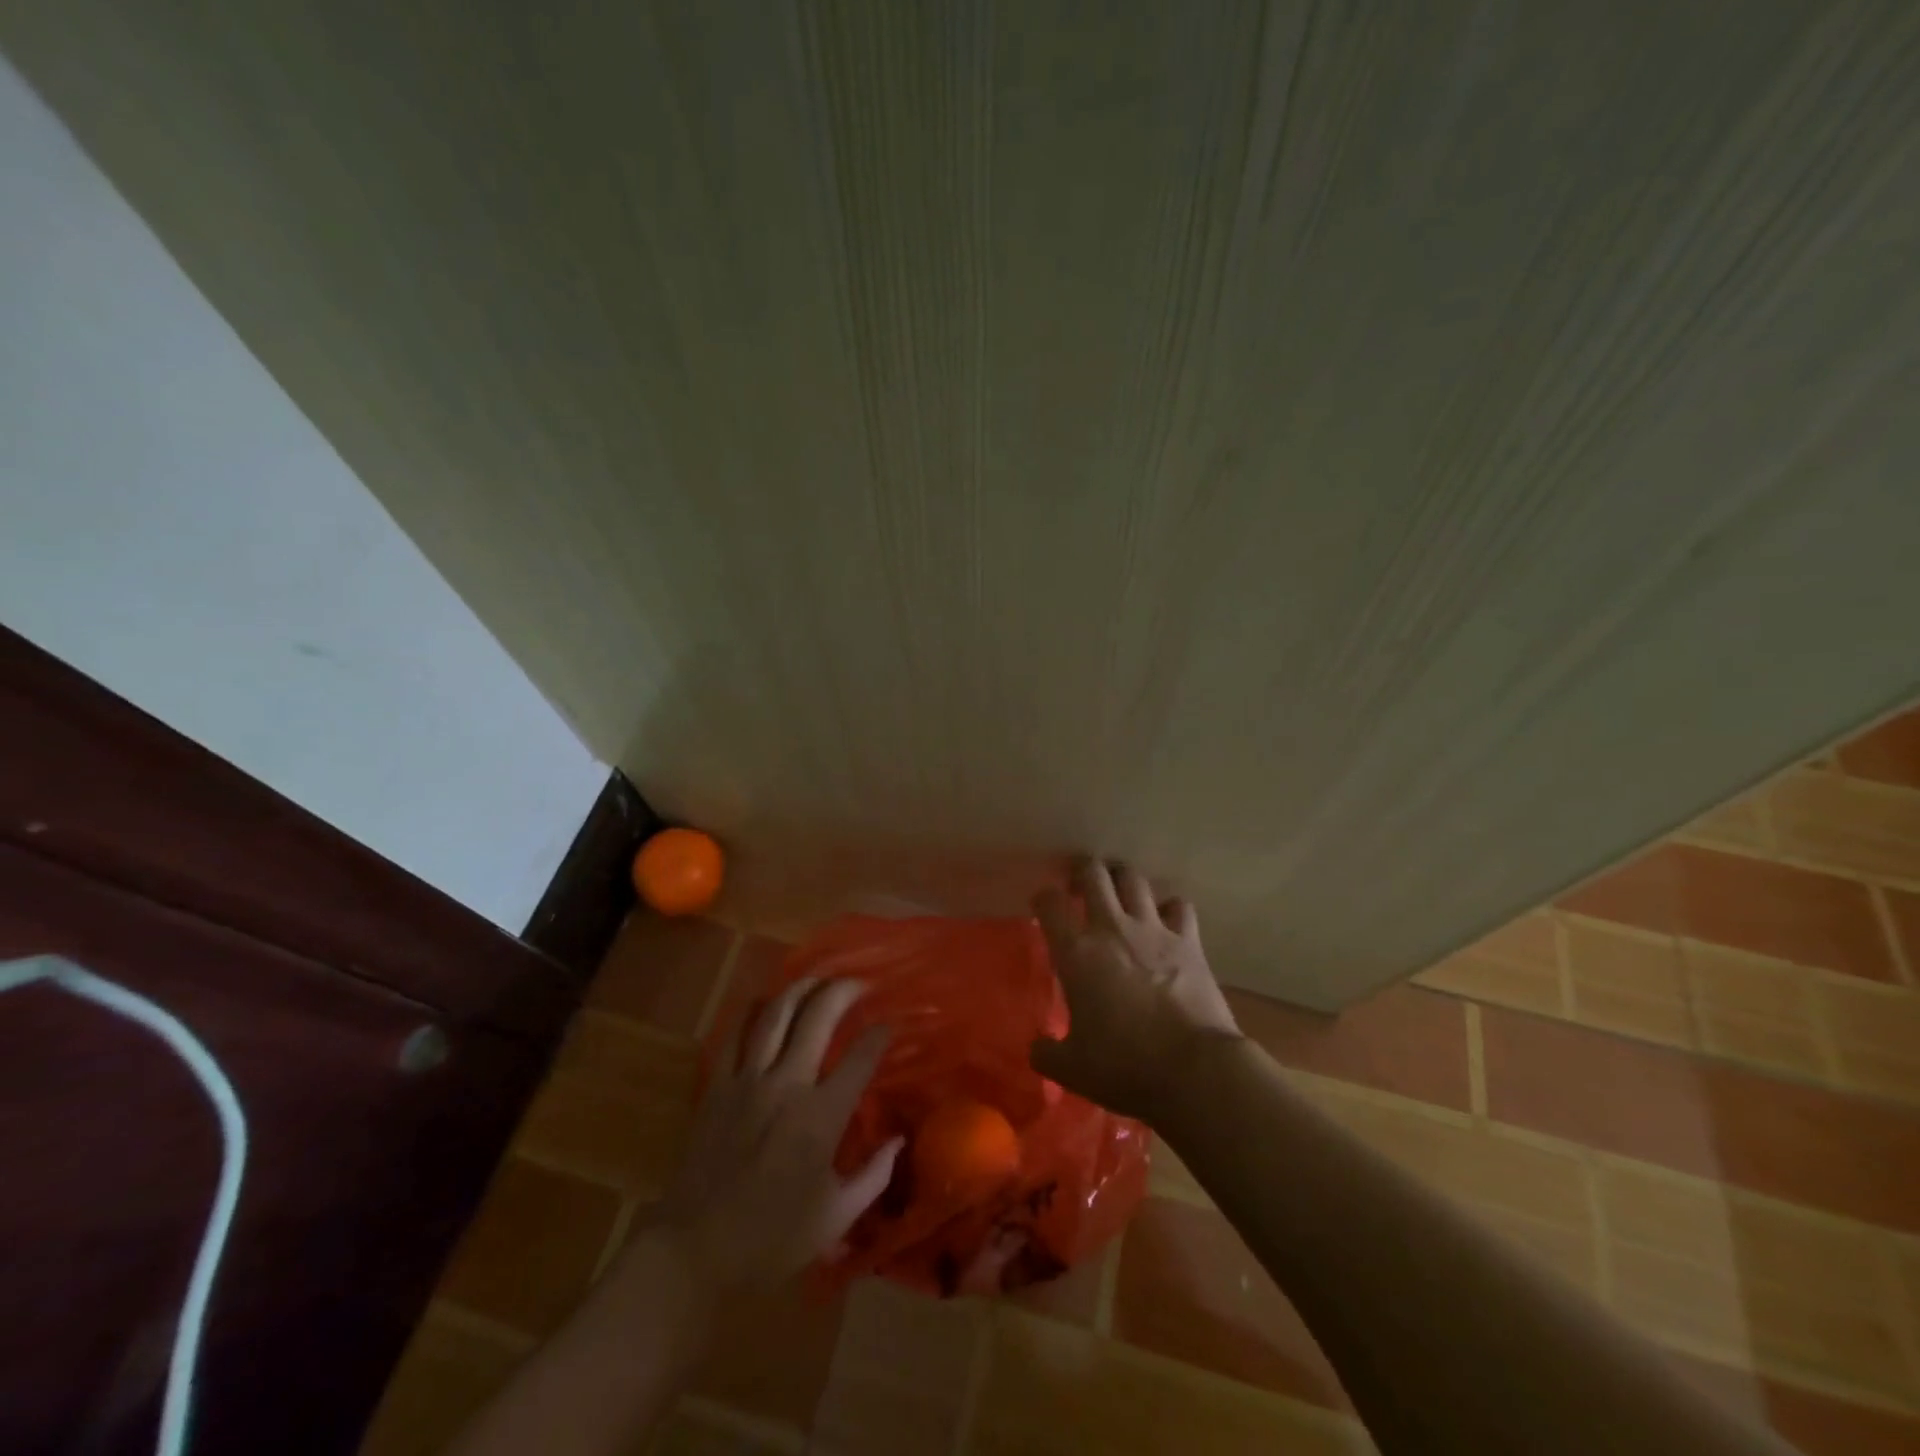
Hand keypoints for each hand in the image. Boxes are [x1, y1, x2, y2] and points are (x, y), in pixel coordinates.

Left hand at [653, 977, 900, 1296]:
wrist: (694, 1251)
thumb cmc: (771, 1241)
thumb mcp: (835, 1218)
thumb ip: (873, 1177)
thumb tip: (898, 1142)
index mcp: (821, 1116)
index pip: (860, 1059)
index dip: (879, 1035)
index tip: (889, 1024)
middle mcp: (788, 1085)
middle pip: (818, 1017)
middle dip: (843, 991)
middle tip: (858, 983)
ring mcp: (748, 1081)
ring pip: (776, 1015)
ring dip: (800, 989)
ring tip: (817, 980)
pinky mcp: (717, 1086)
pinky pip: (733, 1035)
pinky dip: (750, 1011)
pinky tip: (763, 1001)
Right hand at [1030, 859, 1241, 1120]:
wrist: (1194, 1070)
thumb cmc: (1125, 1066)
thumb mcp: (1072, 1069)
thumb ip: (1047, 1053)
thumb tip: (1037, 1047)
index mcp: (1076, 953)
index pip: (1050, 903)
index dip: (1043, 899)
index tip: (1043, 907)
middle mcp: (1112, 928)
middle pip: (1093, 873)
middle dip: (1083, 871)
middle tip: (1080, 885)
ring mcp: (1153, 929)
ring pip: (1134, 879)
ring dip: (1123, 880)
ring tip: (1120, 892)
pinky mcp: (1189, 940)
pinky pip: (1179, 906)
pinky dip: (1169, 908)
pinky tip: (1166, 922)